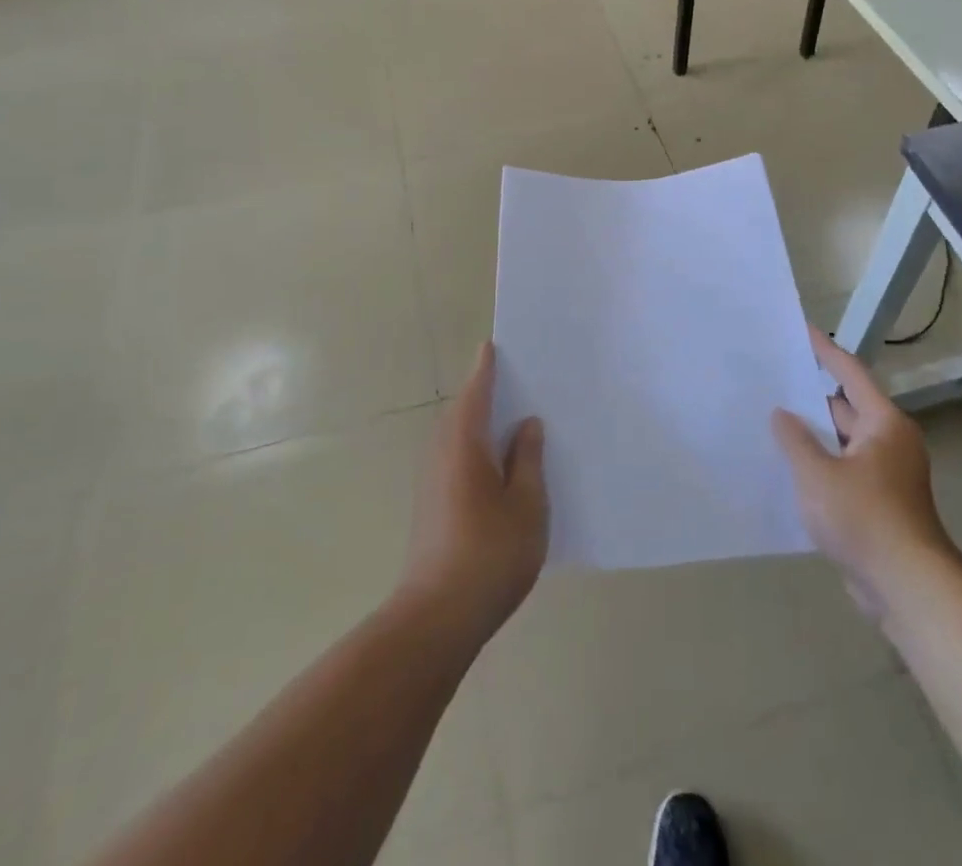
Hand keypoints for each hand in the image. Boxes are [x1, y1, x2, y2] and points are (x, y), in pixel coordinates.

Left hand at [399, 342, 547, 645]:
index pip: (476, 391)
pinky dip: (476, 447)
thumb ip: (529, 459)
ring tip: (516, 420)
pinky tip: (501, 466)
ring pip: (458, 436)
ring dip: (481, 423)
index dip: (487, 368)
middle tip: (519, 382)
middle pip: (464, 411)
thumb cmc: (490, 553)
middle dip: (486, 394)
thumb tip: (527, 424)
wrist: (438, 616)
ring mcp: (432, 479)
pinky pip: (456, 457)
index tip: (494, 345)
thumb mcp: (527, 504)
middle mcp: (442, 452)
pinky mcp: (432, 503)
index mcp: (464, 442)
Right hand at [771, 327, 955, 617]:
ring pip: (842, 441)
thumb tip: (781, 414)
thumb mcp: (817, 474)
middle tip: (773, 378)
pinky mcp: (879, 502)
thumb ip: (795, 439)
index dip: (824, 351)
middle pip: (846, 406)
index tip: (801, 330)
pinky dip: (820, 462)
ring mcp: (886, 474)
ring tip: (771, 418)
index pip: (850, 374)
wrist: (908, 587)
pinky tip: (789, 466)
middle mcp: (889, 441)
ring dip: (812, 433)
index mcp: (883, 423)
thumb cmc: (864, 518)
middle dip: (810, 395)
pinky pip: (844, 468)